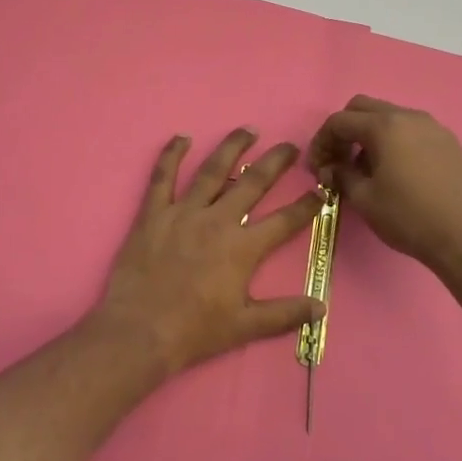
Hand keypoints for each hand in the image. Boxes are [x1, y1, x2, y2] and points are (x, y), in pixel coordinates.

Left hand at [83, 128, 324, 378]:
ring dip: (232, 147)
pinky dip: (171, 155)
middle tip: (290, 146)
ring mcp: (183, 213)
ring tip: (247, 129)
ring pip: (212, 171)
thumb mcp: (245, 327)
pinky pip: (162, 177)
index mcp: (242, 248)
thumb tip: (322, 308)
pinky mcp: (153, 213)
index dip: (306, 205)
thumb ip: (285, 313)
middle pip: (252, 183)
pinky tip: (181, 138)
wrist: (140, 329)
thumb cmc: (194, 331)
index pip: (284, 221)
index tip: (321, 190)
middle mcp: (217, 221)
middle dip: (275, 162)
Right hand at [308, 96, 461, 282]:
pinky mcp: (447, 142)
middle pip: (363, 108)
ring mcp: (432, 127)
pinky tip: (393, 170)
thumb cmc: (408, 217)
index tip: (317, 167)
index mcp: (384, 126)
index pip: (340, 121)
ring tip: (365, 168)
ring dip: (368, 134)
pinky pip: (410, 129)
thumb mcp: (363, 198)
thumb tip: (332, 168)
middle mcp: (408, 116)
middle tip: (338, 160)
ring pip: (388, 116)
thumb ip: (340, 175)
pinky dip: (392, 140)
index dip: (321, 142)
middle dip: (344, 130)